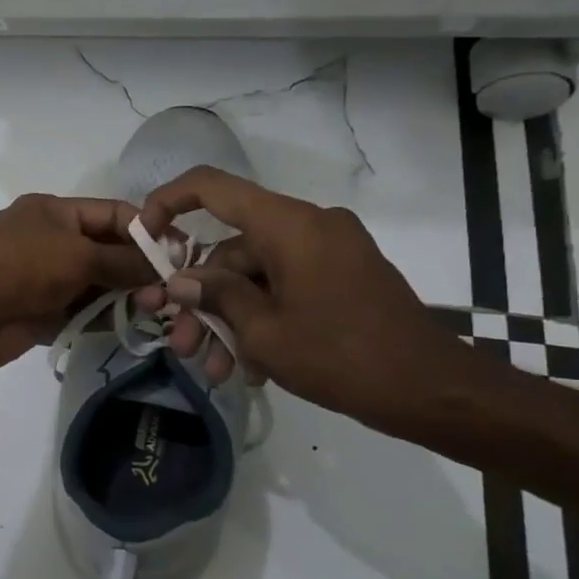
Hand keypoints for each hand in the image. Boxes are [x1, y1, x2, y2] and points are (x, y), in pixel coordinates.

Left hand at [0, 194, 158, 372]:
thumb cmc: (24, 267)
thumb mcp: (79, 254)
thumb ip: (123, 260)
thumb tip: (162, 264)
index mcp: (54, 212)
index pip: (111, 214)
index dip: (146, 230)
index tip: (179, 252)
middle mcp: (50, 241)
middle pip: (105, 250)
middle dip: (137, 267)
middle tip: (174, 288)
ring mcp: (45, 278)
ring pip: (96, 283)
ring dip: (124, 295)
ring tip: (158, 309)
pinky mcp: (43, 311)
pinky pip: (81, 311)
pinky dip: (104, 316)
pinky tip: (131, 324)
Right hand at [137, 167, 471, 434]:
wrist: (432, 390)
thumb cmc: (341, 356)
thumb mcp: (264, 332)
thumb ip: (217, 296)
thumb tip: (182, 281)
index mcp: (288, 225)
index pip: (212, 187)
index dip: (168, 203)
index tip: (146, 238)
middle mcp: (308, 226)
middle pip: (231, 248)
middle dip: (200, 298)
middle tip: (180, 342)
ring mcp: (328, 251)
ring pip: (255, 275)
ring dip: (228, 318)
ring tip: (212, 368)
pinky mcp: (341, 277)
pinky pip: (284, 286)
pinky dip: (260, 318)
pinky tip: (247, 365)